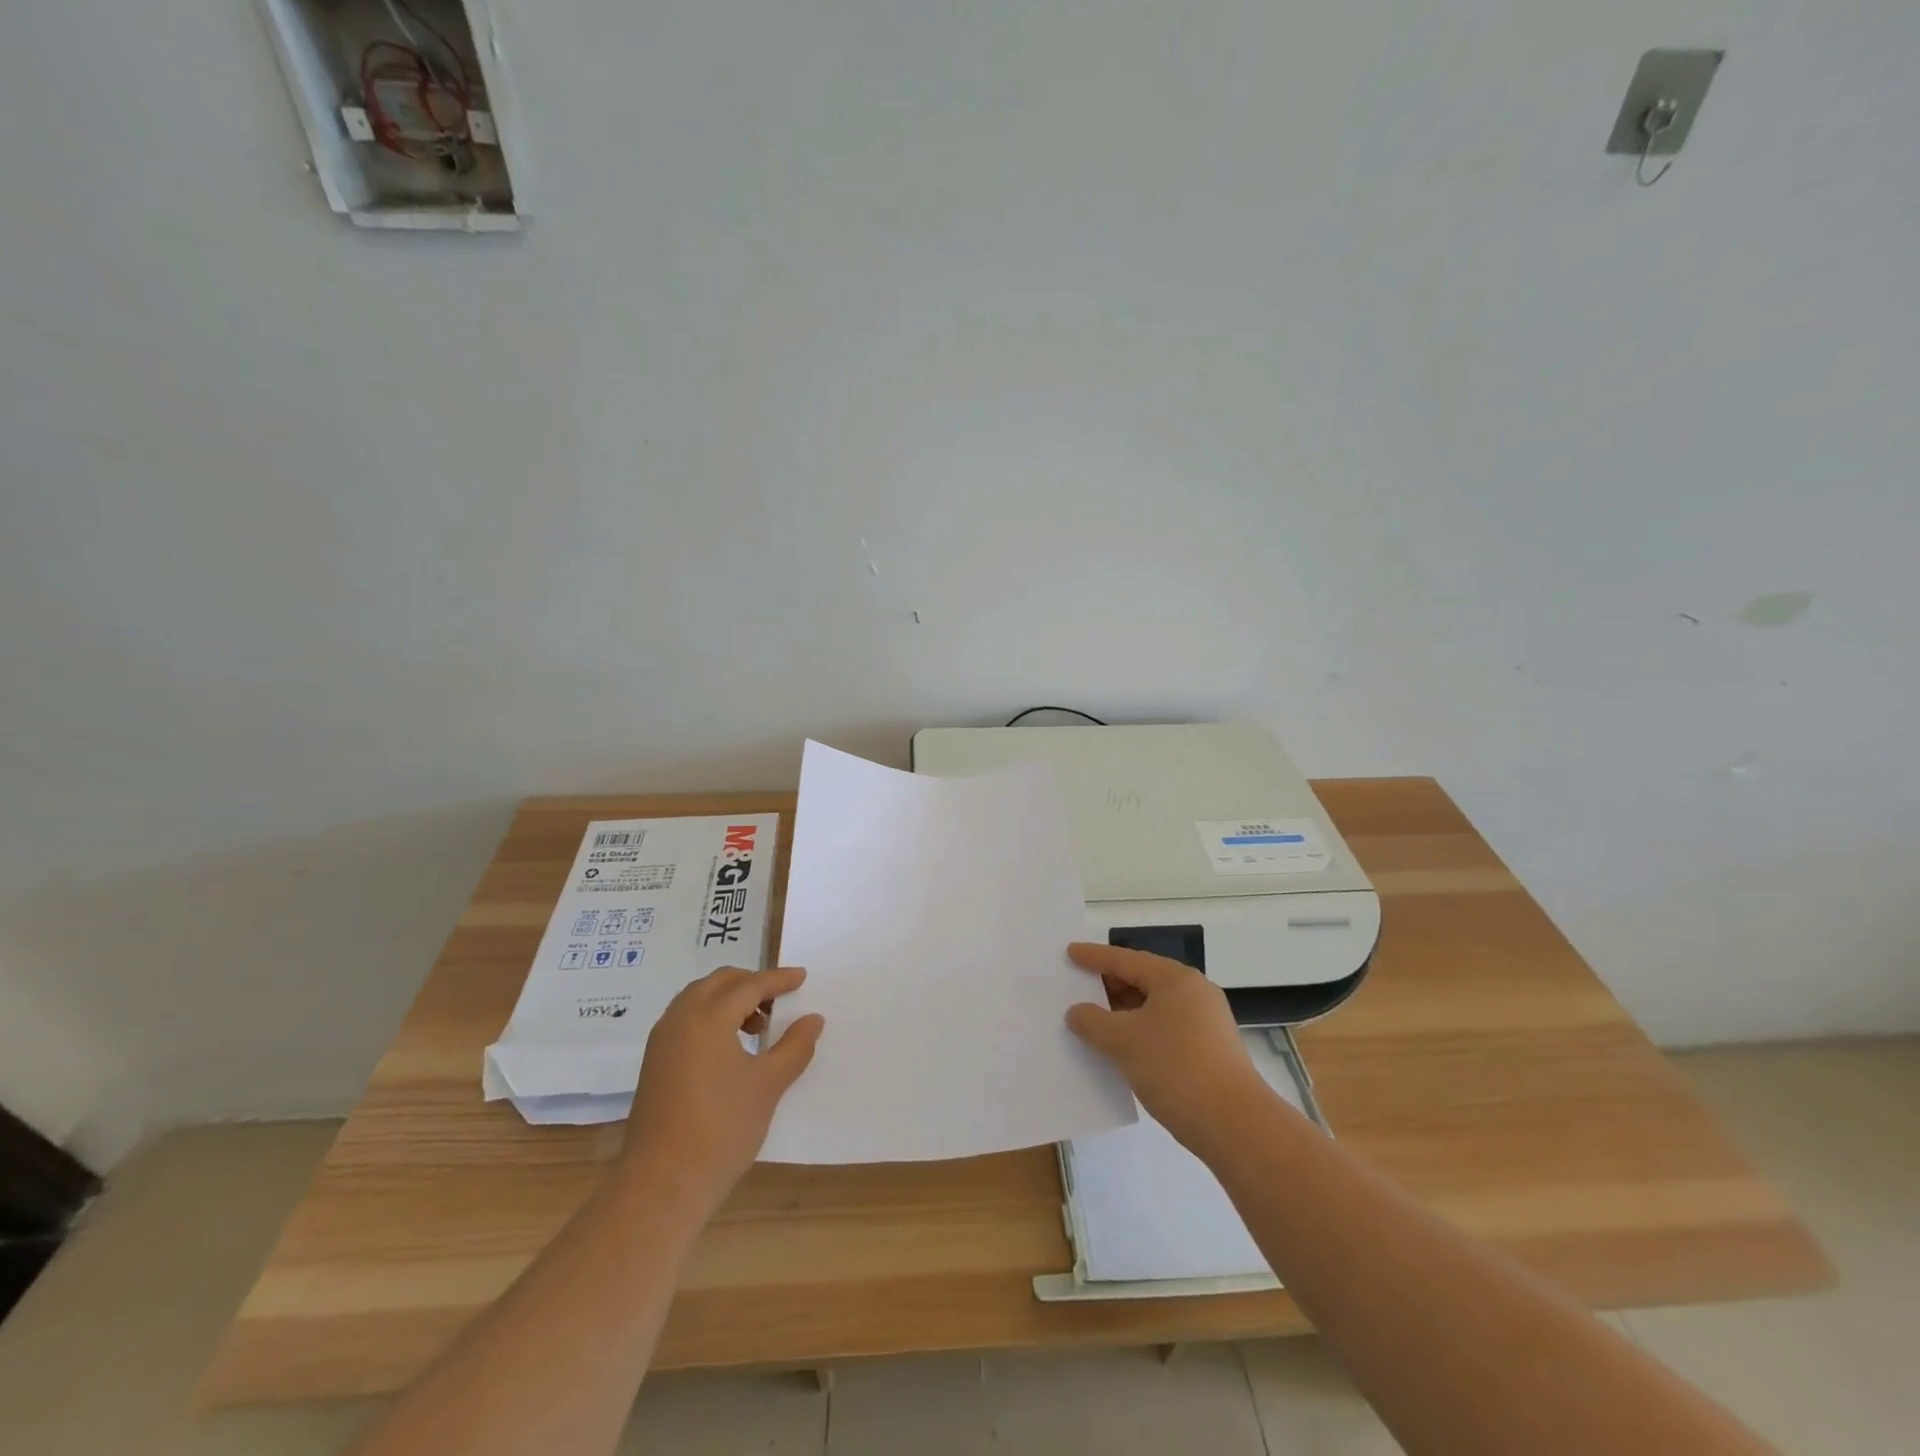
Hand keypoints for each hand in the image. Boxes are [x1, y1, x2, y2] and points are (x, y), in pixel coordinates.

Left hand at [620, 967, 823, 1210]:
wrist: (662, 1185)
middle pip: (719, 983)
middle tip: (779, 999)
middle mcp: (680, 1019)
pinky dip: (710, 1017)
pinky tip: (729, 1047)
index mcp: (708, 1018)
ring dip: (729, 1000)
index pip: (749, 985)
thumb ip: (794, 1046)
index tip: (802, 978)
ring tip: (757, 1025)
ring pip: (698, 999)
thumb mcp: (768, 1085)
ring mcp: (661, 1042)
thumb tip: (813, 1019)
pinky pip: (685, 1020)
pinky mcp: (654, 1064)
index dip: (778, 980)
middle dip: (751, 983)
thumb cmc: (722, 1130)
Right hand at [1064, 942, 1267, 1153]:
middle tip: (1076, 988)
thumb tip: (1077, 1012)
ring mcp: (1205, 1022)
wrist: (1235, 1125)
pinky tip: (1120, 1048)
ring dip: (1122, 1013)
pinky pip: (1164, 1028)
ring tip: (1092, 1020)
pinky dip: (1139, 1032)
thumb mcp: (1123, 1041)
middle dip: (1108, 985)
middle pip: (1142, 980)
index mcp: (1175, 979)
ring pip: (1153, 1007)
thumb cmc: (1175, 1068)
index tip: (1070, 952)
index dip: (1094, 957)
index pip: (1125, 959)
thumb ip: (1093, 1021)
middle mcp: (1194, 992)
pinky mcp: (1209, 1049)